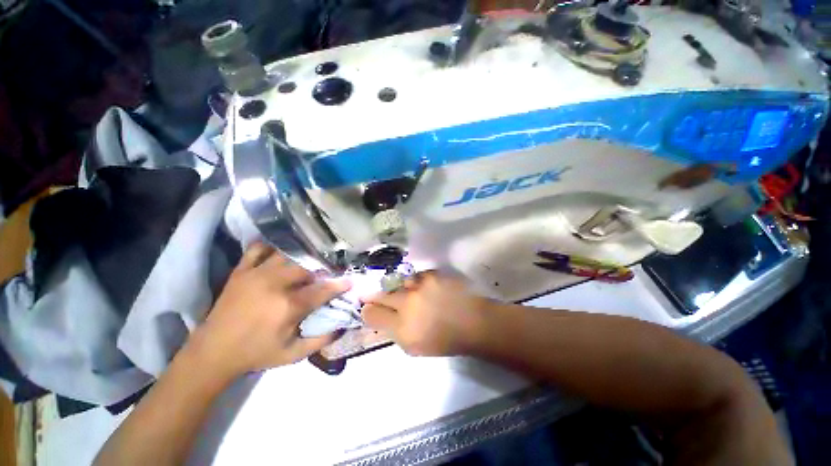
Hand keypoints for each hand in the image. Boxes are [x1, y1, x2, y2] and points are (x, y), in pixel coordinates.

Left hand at [188, 243, 349, 377]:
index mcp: (289, 305)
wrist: (212, 352)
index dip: (339, 285)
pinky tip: (279, 252)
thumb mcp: (292, 355)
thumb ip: (320, 341)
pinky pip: (258, 249)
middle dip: (321, 270)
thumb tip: (342, 327)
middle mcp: (275, 284)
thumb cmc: (255, 354)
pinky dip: (270, 247)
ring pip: (288, 255)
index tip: (350, 281)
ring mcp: (256, 274)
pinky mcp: (241, 271)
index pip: (323, 289)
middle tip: (325, 275)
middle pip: (308, 267)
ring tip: (307, 264)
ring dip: (301, 258)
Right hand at [361, 272, 487, 355]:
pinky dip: (418, 283)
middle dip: (376, 296)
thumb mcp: (414, 347)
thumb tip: (380, 318)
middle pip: (381, 295)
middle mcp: (407, 303)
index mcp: (402, 327)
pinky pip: (416, 276)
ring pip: (399, 283)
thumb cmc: (444, 340)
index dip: (367, 310)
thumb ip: (394, 332)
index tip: (367, 308)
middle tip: (374, 295)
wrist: (474, 322)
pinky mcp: (432, 274)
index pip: (372, 314)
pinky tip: (426, 289)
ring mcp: (420, 285)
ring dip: (401, 289)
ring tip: (410, 294)